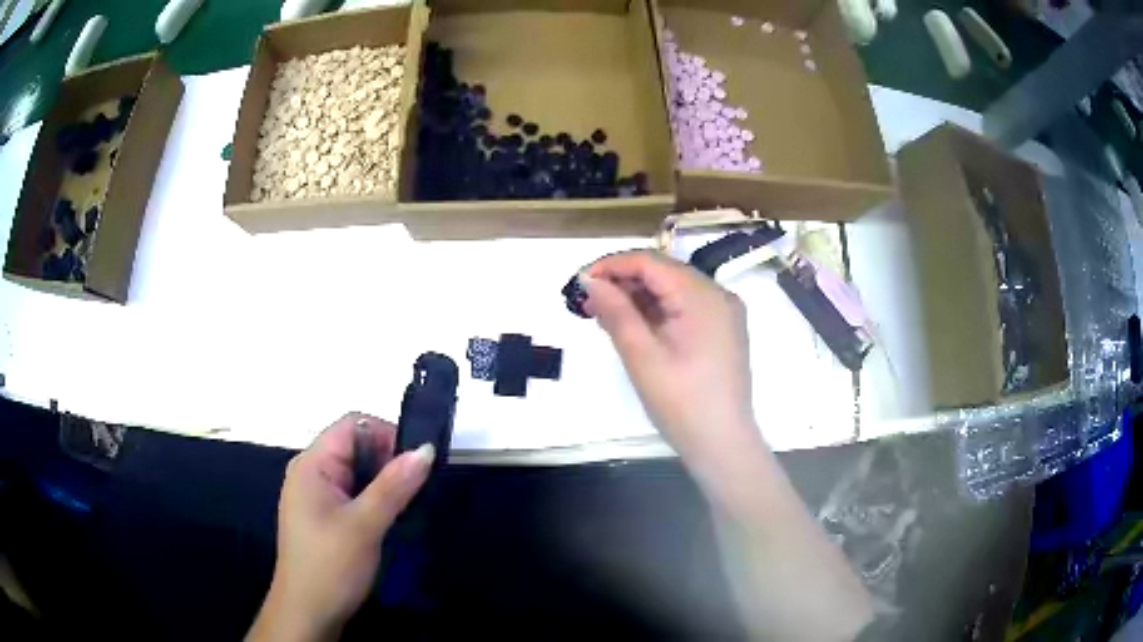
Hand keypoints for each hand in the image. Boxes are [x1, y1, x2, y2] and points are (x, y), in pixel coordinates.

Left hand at [248, 413, 433, 641]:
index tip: (417, 463)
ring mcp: (317, 495)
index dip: (386, 435)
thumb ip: (393, 486)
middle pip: (356, 446)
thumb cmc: (329, 566)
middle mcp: (312, 472)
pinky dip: (375, 499)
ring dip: (384, 483)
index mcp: (312, 464)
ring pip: (358, 472)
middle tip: (416, 489)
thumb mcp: (364, 525)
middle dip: (389, 461)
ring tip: (409, 504)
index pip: (353, 425)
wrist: (308, 613)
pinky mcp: (325, 516)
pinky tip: (391, 518)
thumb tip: (425, 449)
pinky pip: (354, 493)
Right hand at [582, 251, 761, 469]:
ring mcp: (723, 313)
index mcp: (703, 295)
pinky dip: (657, 312)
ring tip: (604, 316)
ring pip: (673, 290)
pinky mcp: (721, 331)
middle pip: (663, 273)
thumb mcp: (642, 356)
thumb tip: (591, 281)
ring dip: (638, 298)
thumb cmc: (681, 402)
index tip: (579, 282)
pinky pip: (684, 308)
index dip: (612, 266)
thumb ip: (616, 312)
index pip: (650, 262)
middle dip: (623, 282)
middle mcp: (718, 295)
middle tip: (587, 303)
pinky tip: (633, 326)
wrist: (722, 444)